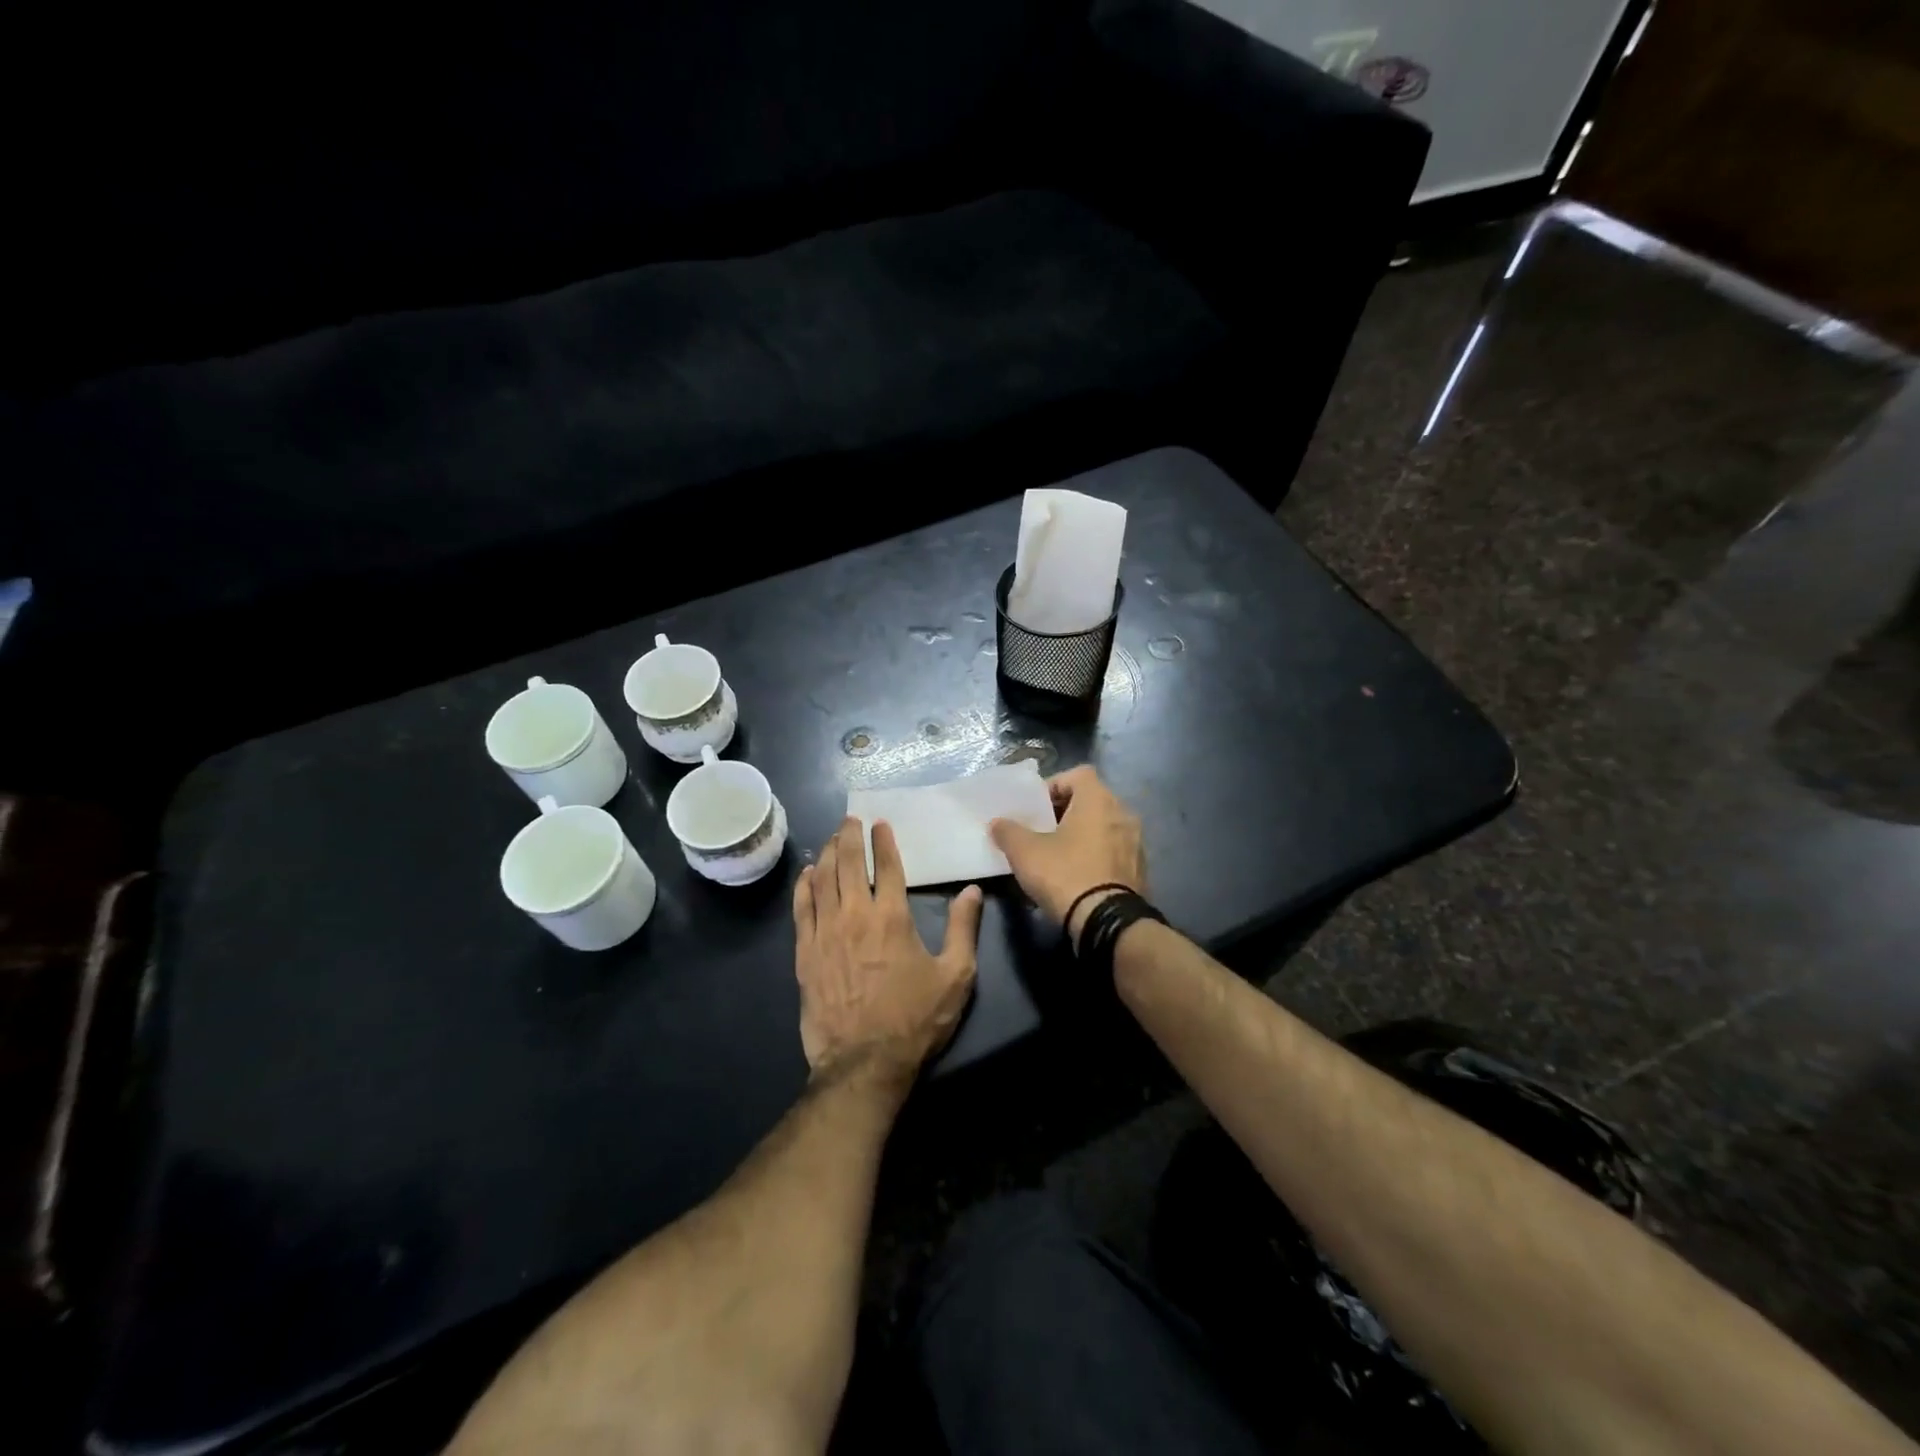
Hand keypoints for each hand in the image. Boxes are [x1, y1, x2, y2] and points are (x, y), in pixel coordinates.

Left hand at [793, 817, 982, 1086]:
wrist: (863, 1063)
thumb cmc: (915, 1020)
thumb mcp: (955, 977)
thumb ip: (964, 930)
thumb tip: (972, 891)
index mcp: (892, 917)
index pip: (888, 866)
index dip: (884, 841)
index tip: (880, 824)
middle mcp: (855, 915)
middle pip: (849, 864)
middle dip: (850, 837)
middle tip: (850, 820)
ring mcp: (825, 933)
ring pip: (822, 880)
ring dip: (828, 854)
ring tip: (832, 838)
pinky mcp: (805, 953)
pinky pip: (801, 909)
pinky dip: (804, 886)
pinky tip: (808, 875)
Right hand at [989, 766, 1145, 938]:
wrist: (1107, 922)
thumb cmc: (1065, 875)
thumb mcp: (1025, 852)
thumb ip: (1008, 831)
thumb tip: (997, 824)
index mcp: (1098, 800)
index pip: (1078, 775)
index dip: (1054, 785)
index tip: (1036, 807)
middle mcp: (1123, 814)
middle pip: (1091, 800)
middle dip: (1065, 812)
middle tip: (1041, 830)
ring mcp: (1136, 842)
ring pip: (1103, 827)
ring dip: (1082, 835)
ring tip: (1057, 854)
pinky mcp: (1140, 870)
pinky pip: (1113, 851)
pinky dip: (1096, 856)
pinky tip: (1077, 875)